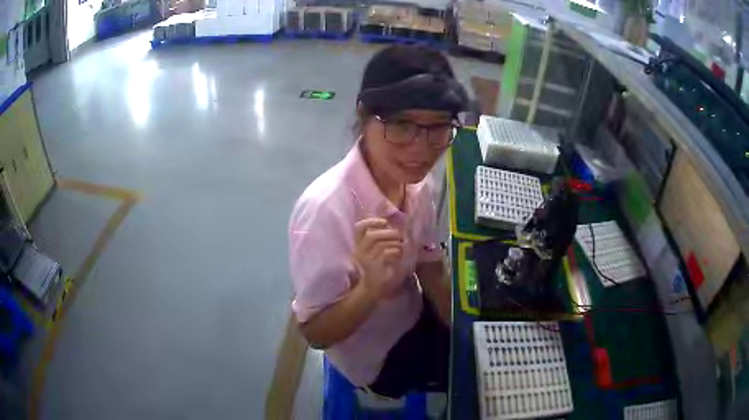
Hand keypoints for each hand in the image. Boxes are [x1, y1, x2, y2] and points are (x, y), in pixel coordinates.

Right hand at [352, 218, 402, 298]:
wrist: (373, 289)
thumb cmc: (378, 268)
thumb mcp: (377, 251)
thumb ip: (382, 239)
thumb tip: (395, 226)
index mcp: (359, 245)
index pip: (359, 228)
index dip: (371, 222)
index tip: (384, 222)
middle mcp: (359, 251)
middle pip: (372, 236)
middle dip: (388, 233)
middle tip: (399, 236)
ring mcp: (366, 260)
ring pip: (380, 245)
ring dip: (394, 243)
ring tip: (401, 246)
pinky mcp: (374, 267)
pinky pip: (385, 254)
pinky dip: (395, 252)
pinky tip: (399, 255)